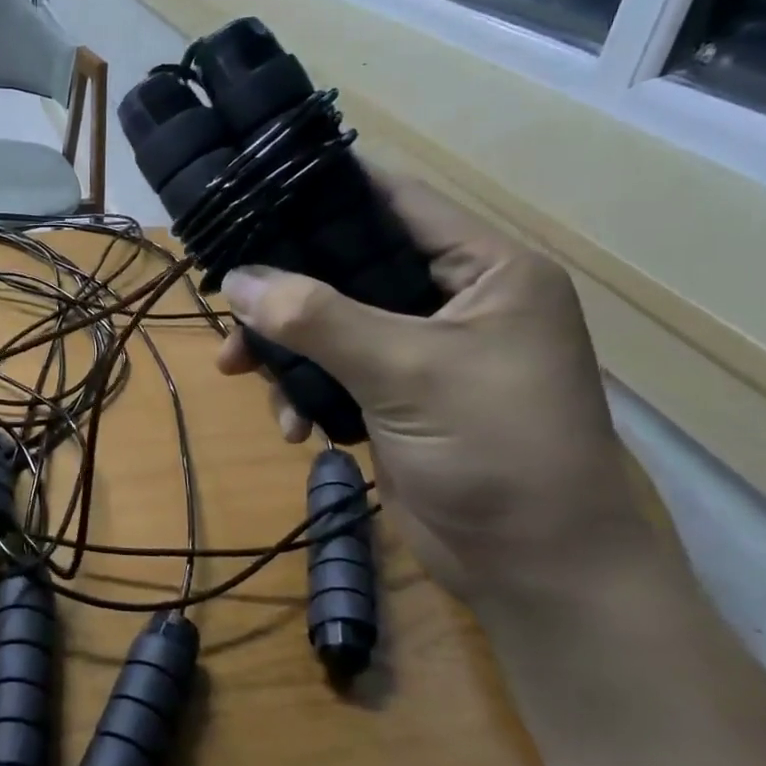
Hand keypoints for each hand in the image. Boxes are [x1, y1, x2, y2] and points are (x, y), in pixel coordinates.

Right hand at [218, 176, 646, 605]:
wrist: (537, 572)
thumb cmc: (496, 452)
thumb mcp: (406, 372)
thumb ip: (318, 319)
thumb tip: (236, 280)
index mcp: (484, 269)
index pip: (393, 200)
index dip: (322, 193)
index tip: (249, 196)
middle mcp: (452, 299)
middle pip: (347, 266)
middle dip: (284, 290)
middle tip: (228, 305)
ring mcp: (422, 351)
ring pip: (329, 322)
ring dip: (283, 348)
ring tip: (242, 374)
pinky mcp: (397, 396)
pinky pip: (332, 370)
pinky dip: (303, 390)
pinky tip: (293, 427)